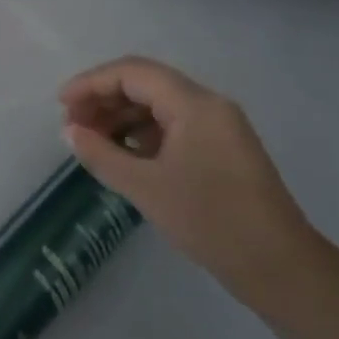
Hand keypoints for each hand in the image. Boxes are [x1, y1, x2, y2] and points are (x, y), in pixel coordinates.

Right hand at [59, 57, 321, 298]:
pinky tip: (122, 154)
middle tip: (72, 125)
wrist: (277, 265)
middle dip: (104, 98)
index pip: (133, 73)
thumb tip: (70, 132)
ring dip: (121, 116)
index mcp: (195, 104)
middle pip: (146, 84)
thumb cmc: (209, 220)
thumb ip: (101, 154)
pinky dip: (142, 133)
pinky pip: (173, 125)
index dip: (92, 83)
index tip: (60, 105)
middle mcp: (209, 105)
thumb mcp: (145, 187)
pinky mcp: (221, 148)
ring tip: (90, 141)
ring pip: (159, 105)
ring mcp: (218, 127)